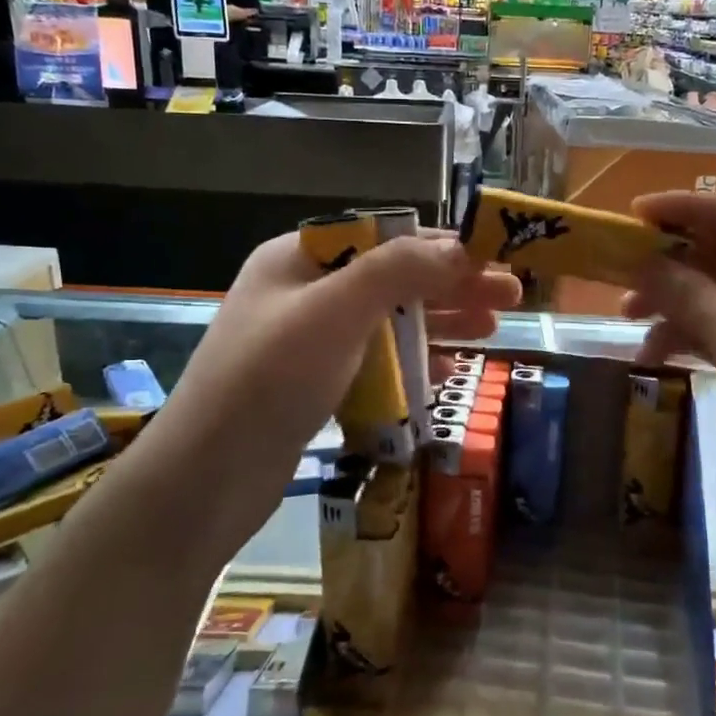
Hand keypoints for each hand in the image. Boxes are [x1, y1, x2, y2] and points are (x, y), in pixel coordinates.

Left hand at [133, 229, 520, 561]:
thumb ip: (397, 271)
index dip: (441, 246)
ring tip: (492, 332)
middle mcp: (303, 293)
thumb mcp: (335, 312)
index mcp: (299, 259)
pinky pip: (375, 364)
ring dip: (439, 324)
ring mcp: (307, 342)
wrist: (205, 479)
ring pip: (387, 322)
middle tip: (510, 299)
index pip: (383, 237)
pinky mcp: (314, 386)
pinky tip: (449, 375)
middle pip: (391, 279)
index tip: (494, 260)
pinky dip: (413, 365)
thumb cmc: (270, 380)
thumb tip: (459, 247)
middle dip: (451, 287)